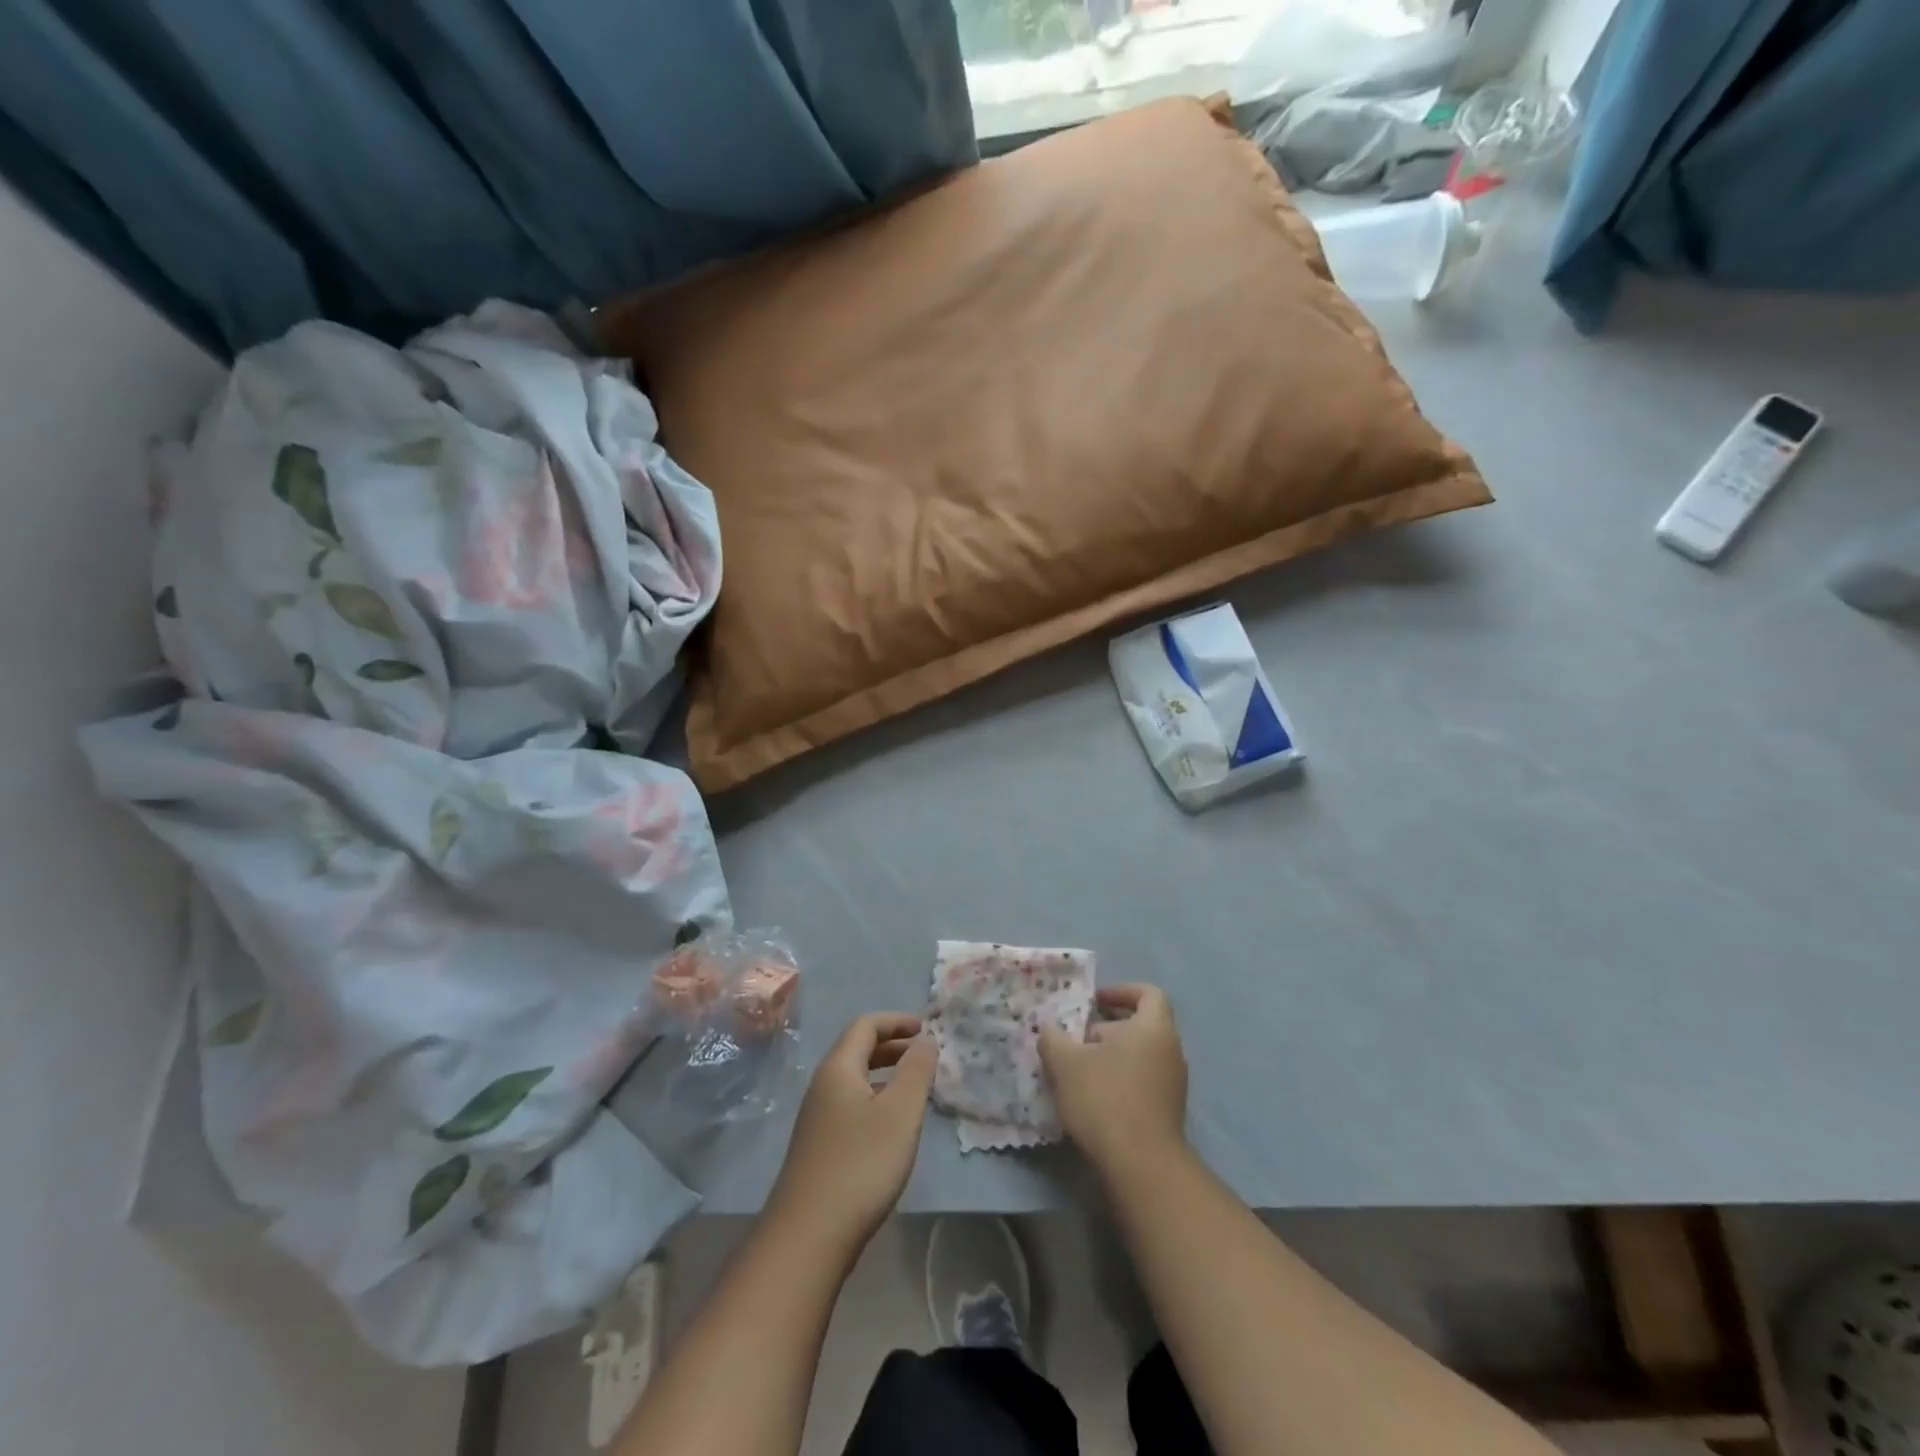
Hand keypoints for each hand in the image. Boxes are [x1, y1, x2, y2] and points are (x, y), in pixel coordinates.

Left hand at [767, 1013, 935, 1257]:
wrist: (808, 1237)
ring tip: (915, 1088)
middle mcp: (822, 1086)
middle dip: (892, 1045)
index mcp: (838, 1068)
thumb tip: (925, 1040)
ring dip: (885, 1073)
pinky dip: (876, 1098)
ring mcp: (817, 1118)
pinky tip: (892, 1126)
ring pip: (854, 1079)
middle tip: (924, 1054)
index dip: (896, 1021)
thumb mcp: (900, 1113)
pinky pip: (851, 1104)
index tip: (925, 1027)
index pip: (866, 1025)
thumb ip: (917, 1071)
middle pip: (857, 1049)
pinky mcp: (819, 1147)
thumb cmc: (860, 1165)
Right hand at [1040, 984, 1188, 1176]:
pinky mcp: (1169, 1111)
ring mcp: (1174, 1083)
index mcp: (1153, 1028)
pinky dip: (1122, 1079)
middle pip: (1141, 1024)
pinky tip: (1094, 1097)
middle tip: (1077, 1039)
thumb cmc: (1105, 1098)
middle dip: (1108, 1027)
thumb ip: (1053, 1038)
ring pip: (1141, 1055)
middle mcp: (1171, 1050)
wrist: (1141, 1165)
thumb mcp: (1066, 1063)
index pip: (1148, 993)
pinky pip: (1144, 1080)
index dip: (1121, 991)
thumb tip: (1048, 1029)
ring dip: (1112, 1056)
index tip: (1094, 1001)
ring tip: (1079, 1070)